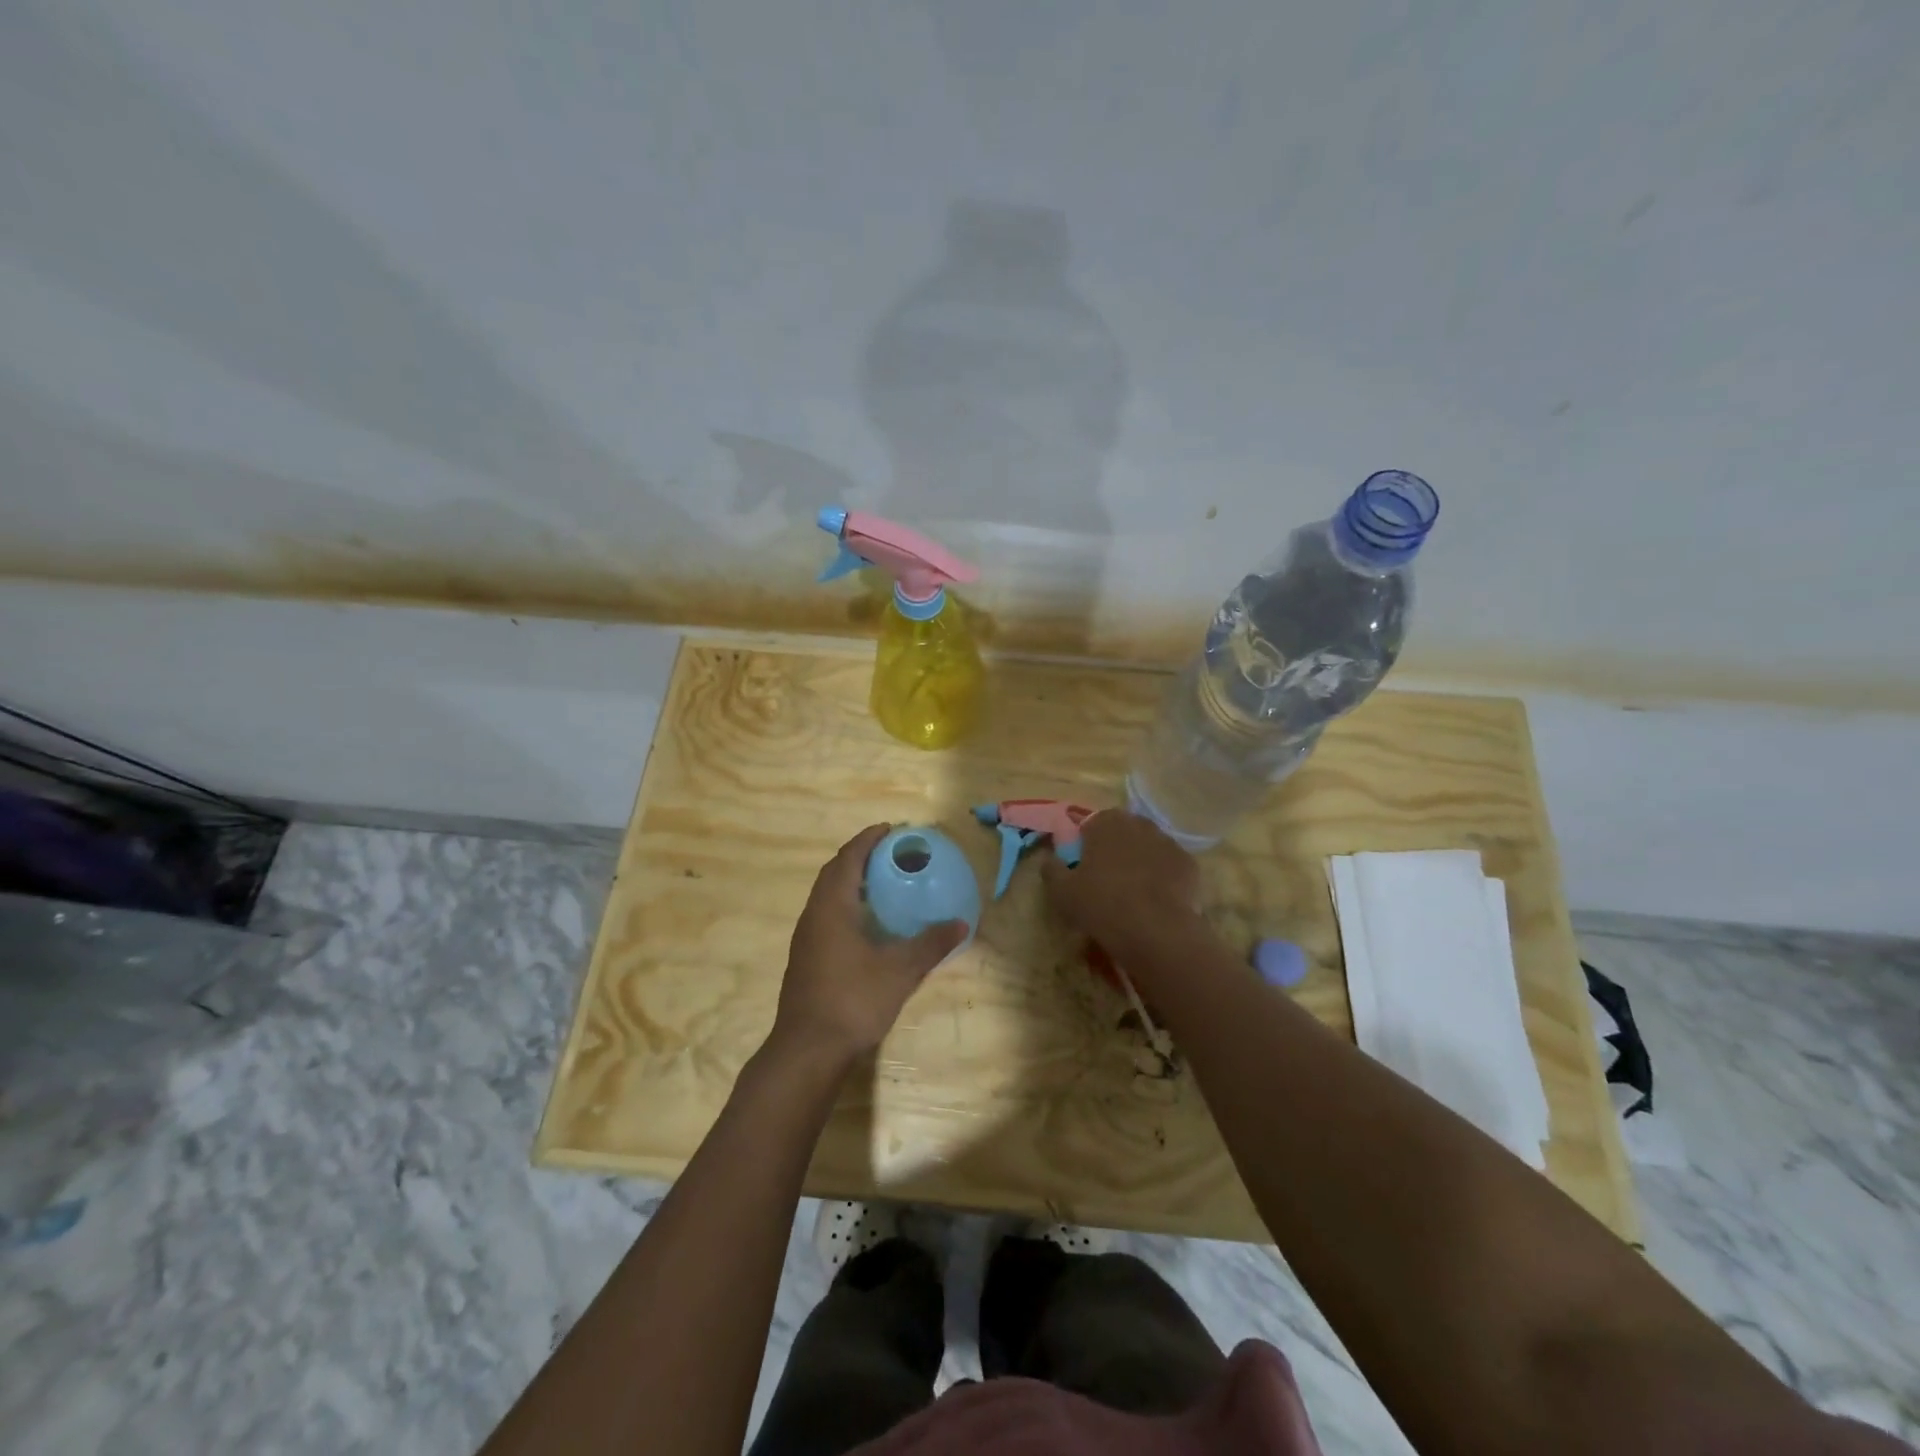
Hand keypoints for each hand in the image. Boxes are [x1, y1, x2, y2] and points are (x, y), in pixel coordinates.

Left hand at [771, 824, 967, 1066]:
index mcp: (832, 907)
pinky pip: (826, 914)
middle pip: (834, 872)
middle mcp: (814, 914)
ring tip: (882, 881)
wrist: (808, 1049)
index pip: (848, 858)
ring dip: (851, 880)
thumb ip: (930, 944)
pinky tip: (867, 922)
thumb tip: (961, 923)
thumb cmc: (853, 1000)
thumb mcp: (900, 971)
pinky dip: (846, 904)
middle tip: (890, 852)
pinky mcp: (805, 957)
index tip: (891, 829)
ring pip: (827, 894)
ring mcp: (805, 937)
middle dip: (860, 856)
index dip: (868, 839)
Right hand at [1040, 810, 1203, 959]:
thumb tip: (1050, 859)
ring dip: (1141, 862)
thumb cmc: (1101, 904)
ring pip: (1149, 847)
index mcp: (1106, 823)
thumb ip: (1052, 869)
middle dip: (1116, 849)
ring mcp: (1168, 842)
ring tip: (1134, 892)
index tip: (1084, 866)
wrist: (1155, 930)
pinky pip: (1170, 866)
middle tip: (1108, 879)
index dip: (1087, 843)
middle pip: (1123, 832)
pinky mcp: (1189, 863)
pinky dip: (1164, 877)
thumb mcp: (1061, 891)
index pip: (1092, 824)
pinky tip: (1157, 900)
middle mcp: (1138, 823)